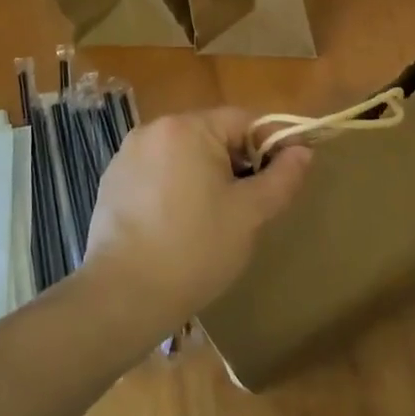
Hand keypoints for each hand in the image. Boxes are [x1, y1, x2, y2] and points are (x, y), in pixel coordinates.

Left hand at [82, 108, 311, 333]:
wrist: (122, 295)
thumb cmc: (194, 250)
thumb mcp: (249, 214)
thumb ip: (281, 177)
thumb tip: (302, 151)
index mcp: (188, 127)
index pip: (244, 120)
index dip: (271, 144)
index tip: (286, 175)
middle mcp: (154, 129)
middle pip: (212, 134)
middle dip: (237, 163)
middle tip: (251, 205)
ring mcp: (128, 154)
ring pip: (184, 155)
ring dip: (206, 176)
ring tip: (215, 219)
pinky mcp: (112, 180)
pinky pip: (157, 172)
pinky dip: (175, 188)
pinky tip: (178, 226)